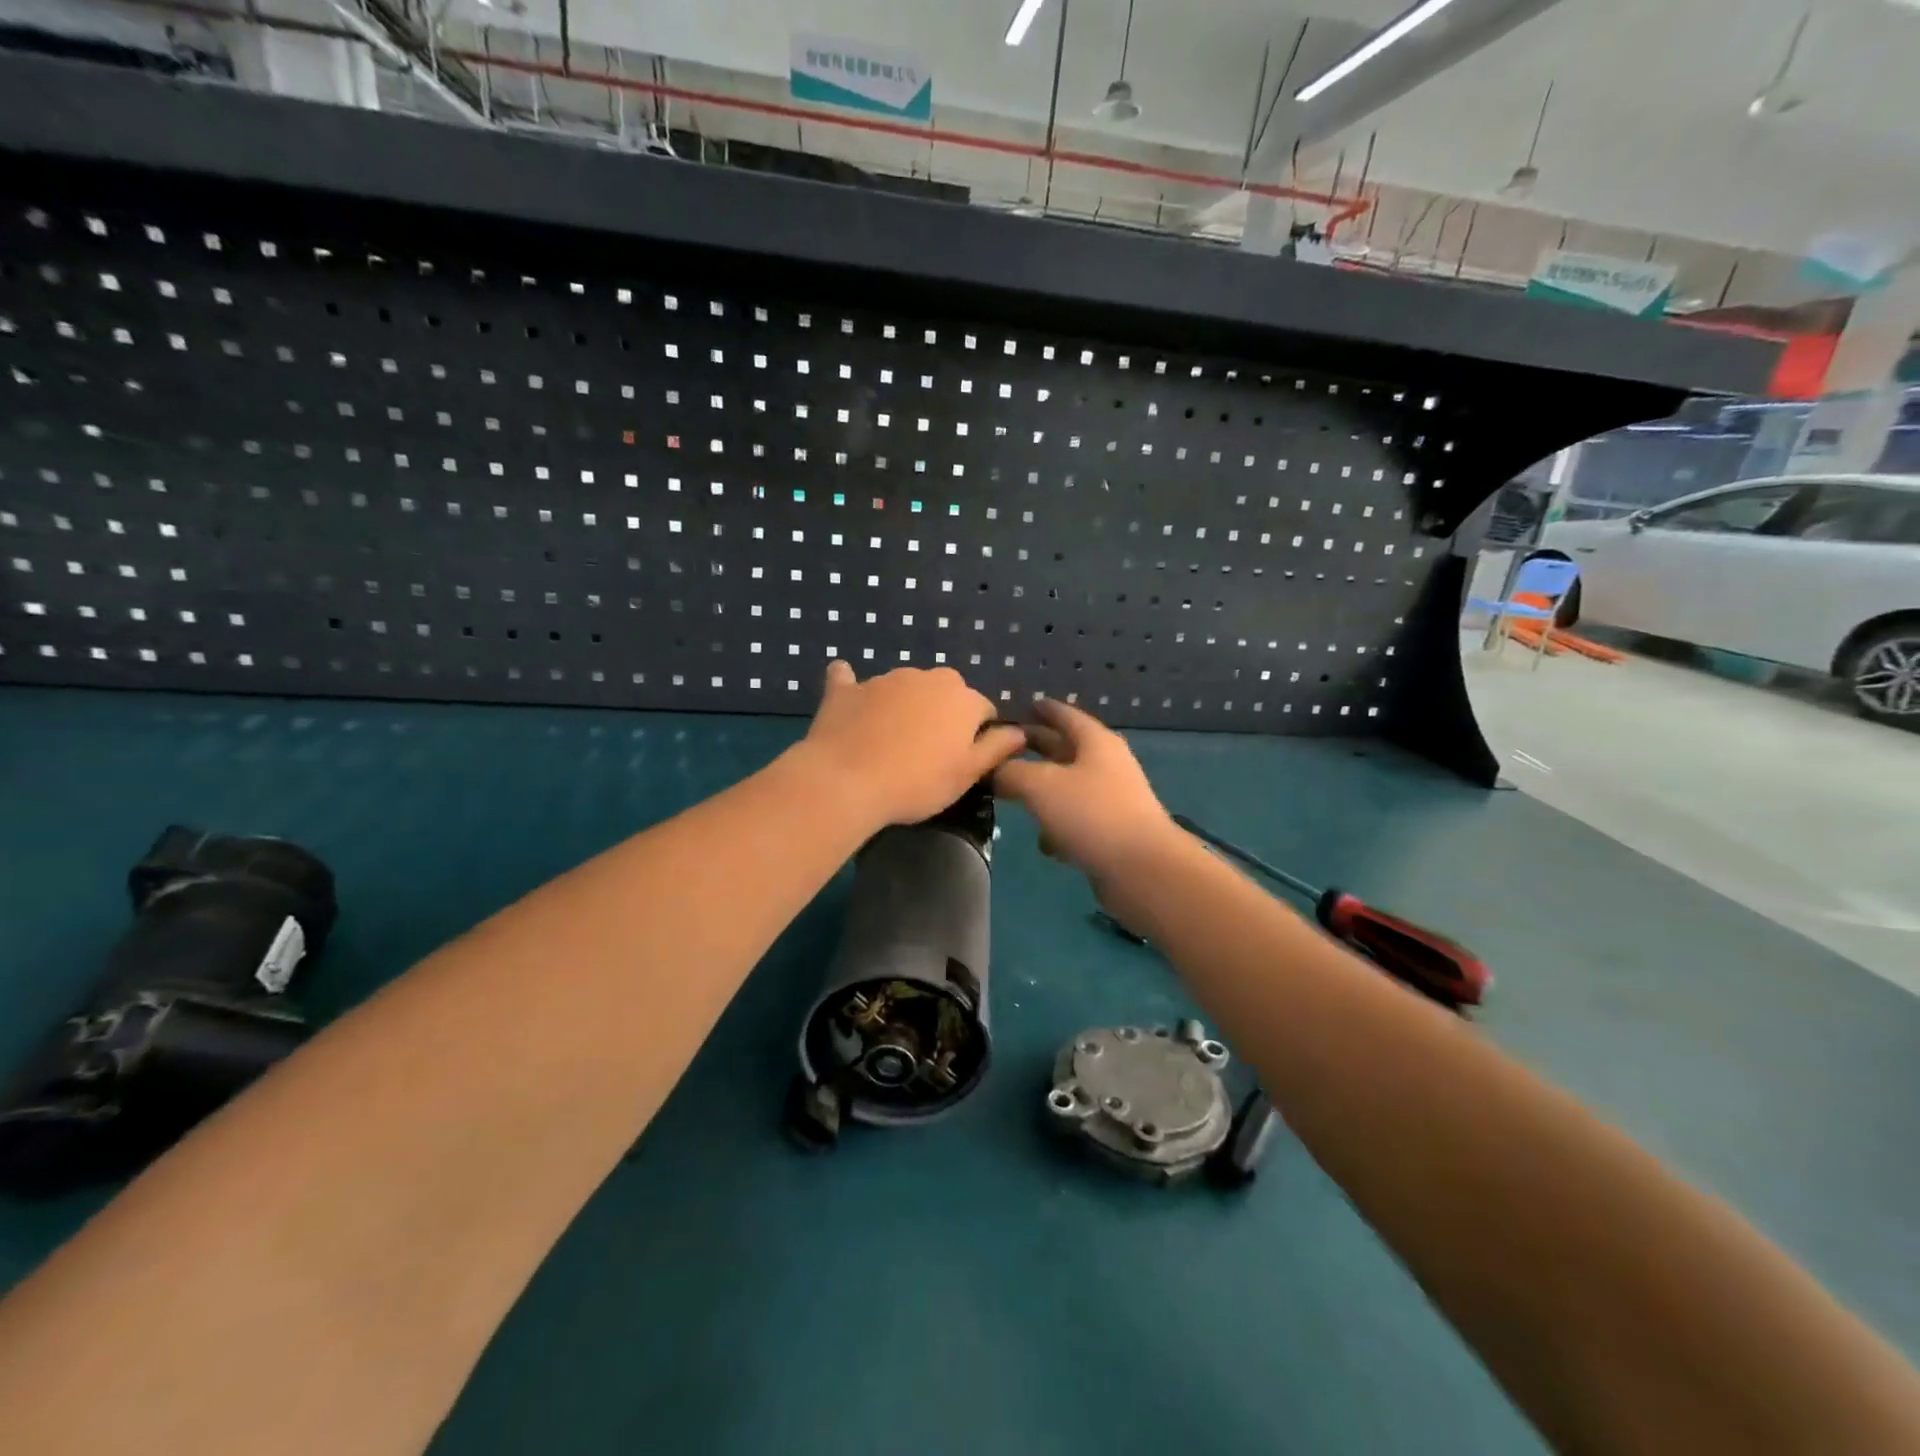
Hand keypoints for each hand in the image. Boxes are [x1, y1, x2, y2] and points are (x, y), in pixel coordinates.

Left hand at [800, 661, 1027, 827]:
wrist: (846, 781)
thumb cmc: (917, 783)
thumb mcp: (968, 773)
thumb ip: (997, 748)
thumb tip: (1019, 732)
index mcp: (962, 698)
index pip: (983, 710)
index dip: (977, 735)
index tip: (962, 761)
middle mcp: (927, 678)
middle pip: (945, 693)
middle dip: (942, 715)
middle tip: (928, 753)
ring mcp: (884, 679)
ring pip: (904, 688)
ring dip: (904, 706)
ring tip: (890, 743)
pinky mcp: (846, 689)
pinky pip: (850, 680)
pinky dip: (854, 689)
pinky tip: (850, 700)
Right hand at [992, 699, 1176, 887]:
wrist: (1142, 869)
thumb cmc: (1091, 814)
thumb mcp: (1040, 786)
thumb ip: (1010, 773)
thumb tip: (993, 770)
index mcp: (1095, 742)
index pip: (1065, 715)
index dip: (1043, 709)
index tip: (1023, 705)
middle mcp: (1106, 765)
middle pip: (1065, 750)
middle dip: (1036, 748)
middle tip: (1004, 749)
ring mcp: (1111, 800)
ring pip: (1069, 787)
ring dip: (1043, 791)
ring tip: (1012, 795)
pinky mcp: (1111, 833)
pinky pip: (1077, 820)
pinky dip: (1059, 826)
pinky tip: (1044, 843)